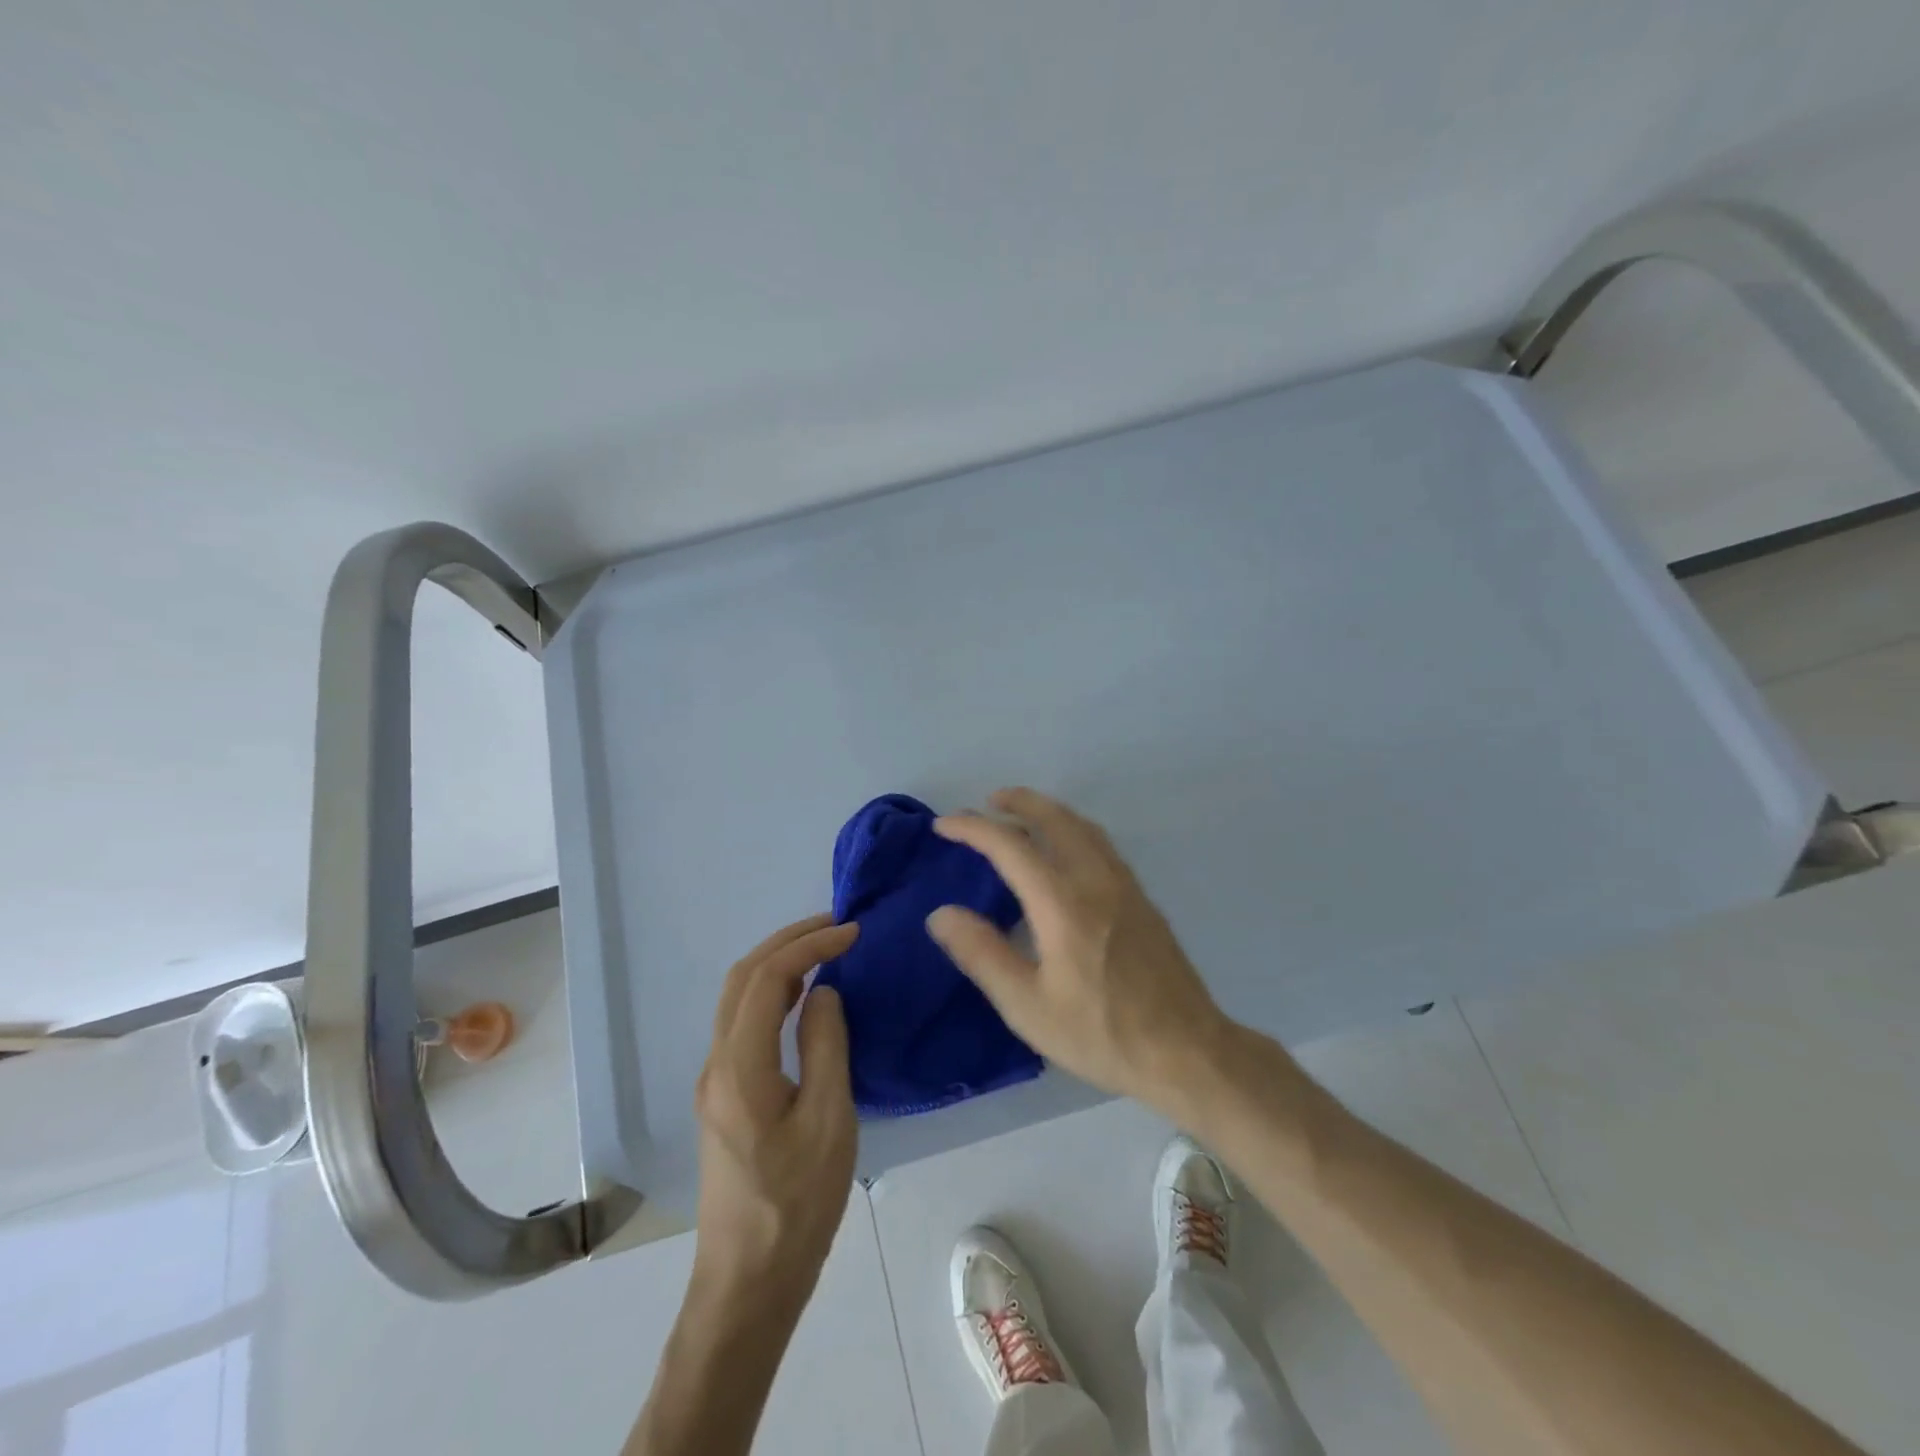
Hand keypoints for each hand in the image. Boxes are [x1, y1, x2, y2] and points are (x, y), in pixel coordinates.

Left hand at [692, 915, 858, 1306]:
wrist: (748, 1283)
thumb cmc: (796, 1205)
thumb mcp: (829, 1121)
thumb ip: (826, 1046)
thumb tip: (824, 992)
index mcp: (740, 1066)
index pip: (769, 977)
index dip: (810, 944)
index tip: (852, 933)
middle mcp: (717, 1063)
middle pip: (743, 977)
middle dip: (789, 940)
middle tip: (838, 926)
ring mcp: (714, 1080)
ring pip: (738, 997)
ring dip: (779, 962)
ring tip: (825, 950)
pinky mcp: (723, 1096)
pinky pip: (743, 1022)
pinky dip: (773, 991)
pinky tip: (802, 997)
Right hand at [926, 787, 1230, 1112]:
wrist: (1186, 1050)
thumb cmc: (1100, 1033)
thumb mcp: (1027, 1006)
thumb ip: (982, 954)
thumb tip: (941, 913)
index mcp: (1062, 904)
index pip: (1010, 845)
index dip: (973, 828)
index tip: (944, 825)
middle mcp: (1096, 880)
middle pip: (1055, 818)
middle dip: (1018, 802)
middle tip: (988, 801)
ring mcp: (1125, 886)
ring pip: (1083, 827)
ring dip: (1048, 811)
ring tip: (1022, 816)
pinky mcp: (1142, 899)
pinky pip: (1101, 843)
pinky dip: (1073, 829)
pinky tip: (1066, 851)